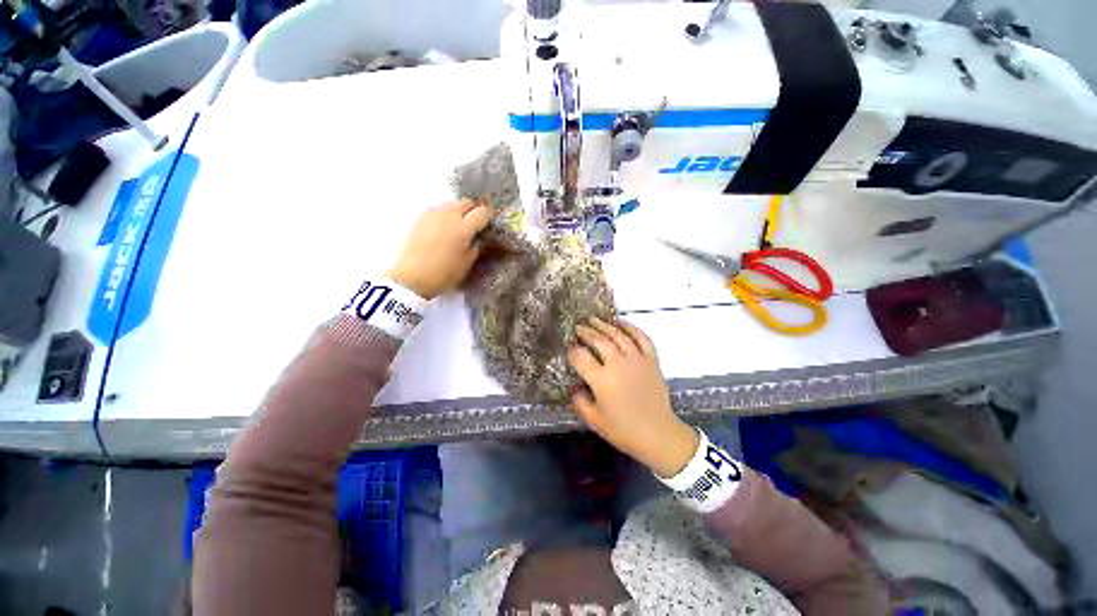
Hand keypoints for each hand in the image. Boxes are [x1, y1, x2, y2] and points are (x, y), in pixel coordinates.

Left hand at [387, 200, 492, 299]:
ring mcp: (433, 214)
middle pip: (466, 203)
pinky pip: (438, 209)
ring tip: (460, 224)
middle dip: (474, 209)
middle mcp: (449, 215)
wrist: (412, 277)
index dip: (488, 216)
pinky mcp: (420, 218)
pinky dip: (445, 214)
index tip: (489, 223)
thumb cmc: (444, 273)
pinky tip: (444, 227)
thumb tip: (478, 238)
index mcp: (464, 228)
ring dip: (459, 210)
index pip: (482, 212)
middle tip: (476, 222)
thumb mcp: (467, 263)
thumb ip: (476, 247)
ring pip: (451, 203)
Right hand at [568, 318, 698, 478]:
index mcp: (602, 380)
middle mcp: (618, 364)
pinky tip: (622, 323)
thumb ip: (579, 401)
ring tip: (594, 319)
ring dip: (604, 325)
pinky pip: (641, 338)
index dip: (572, 350)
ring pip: (618, 335)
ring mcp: (637, 359)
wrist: (659, 435)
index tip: (568, 348)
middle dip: (586, 332)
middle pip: (598, 340)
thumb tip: (574, 386)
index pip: (580, 357)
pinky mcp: (651, 360)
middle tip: (578, 327)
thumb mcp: (594, 420)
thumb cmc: (624, 431)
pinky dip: (631, 328)